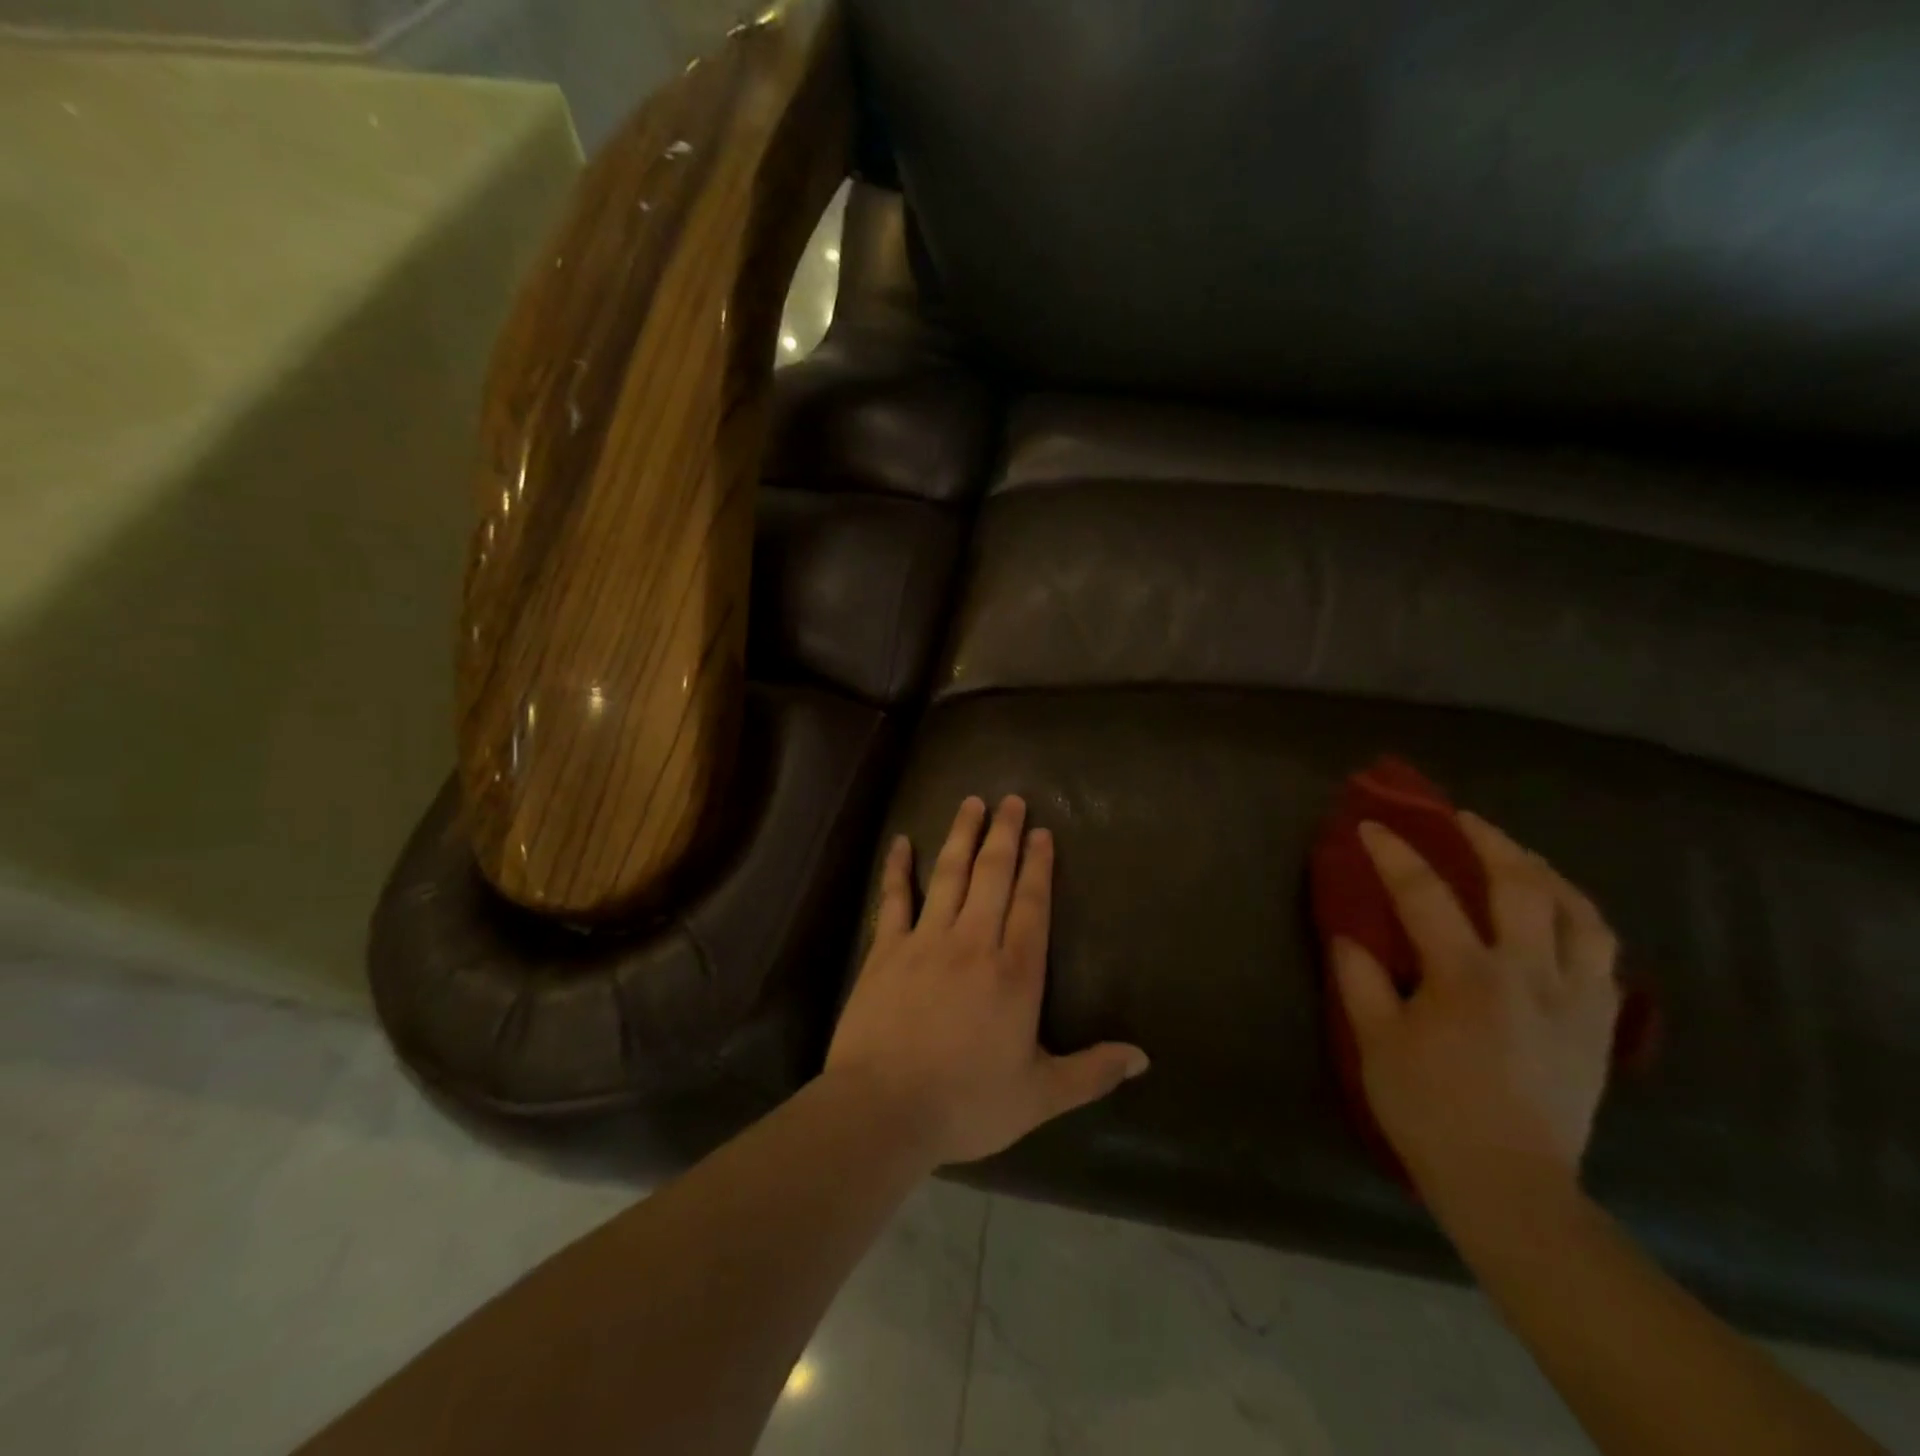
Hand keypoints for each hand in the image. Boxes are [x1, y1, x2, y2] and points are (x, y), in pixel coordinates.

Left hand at [826, 795, 1149, 1167]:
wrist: (884, 1109)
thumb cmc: (967, 1103)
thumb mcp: (1039, 1096)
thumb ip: (1092, 1073)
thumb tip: (1143, 1058)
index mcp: (1015, 973)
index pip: (1032, 904)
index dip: (1038, 866)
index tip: (1041, 832)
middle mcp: (973, 943)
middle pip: (992, 876)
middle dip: (1004, 835)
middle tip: (1011, 800)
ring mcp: (926, 941)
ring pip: (949, 875)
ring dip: (962, 836)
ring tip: (971, 803)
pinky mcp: (886, 950)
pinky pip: (894, 899)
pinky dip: (898, 868)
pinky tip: (902, 842)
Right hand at [1333, 813, 1621, 1218]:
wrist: (1511, 1186)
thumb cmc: (1430, 1111)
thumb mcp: (1376, 1044)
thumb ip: (1361, 980)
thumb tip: (1349, 935)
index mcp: (1467, 976)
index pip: (1425, 894)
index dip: (1395, 853)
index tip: (1372, 826)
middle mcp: (1531, 975)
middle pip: (1522, 885)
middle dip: (1489, 840)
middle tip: (1462, 818)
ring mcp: (1576, 999)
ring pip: (1582, 914)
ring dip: (1548, 873)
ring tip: (1521, 857)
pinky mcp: (1599, 1026)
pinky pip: (1604, 955)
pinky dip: (1582, 921)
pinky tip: (1562, 917)